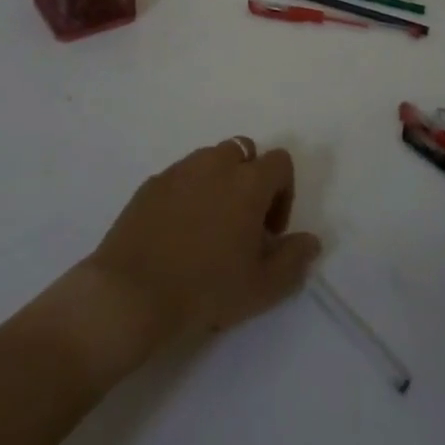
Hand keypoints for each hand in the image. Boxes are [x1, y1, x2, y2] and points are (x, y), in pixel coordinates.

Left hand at [82, 137, 322, 347]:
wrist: (132, 292)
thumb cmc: (206, 288)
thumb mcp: (262, 287)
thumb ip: (294, 259)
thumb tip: (311, 240)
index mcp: (247, 182)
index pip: (280, 162)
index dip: (284, 193)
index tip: (270, 232)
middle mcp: (215, 164)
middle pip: (244, 152)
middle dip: (250, 180)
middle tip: (243, 224)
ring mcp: (179, 170)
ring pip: (210, 160)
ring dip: (219, 182)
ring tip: (211, 227)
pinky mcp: (152, 183)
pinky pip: (181, 176)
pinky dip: (189, 193)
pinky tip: (179, 232)